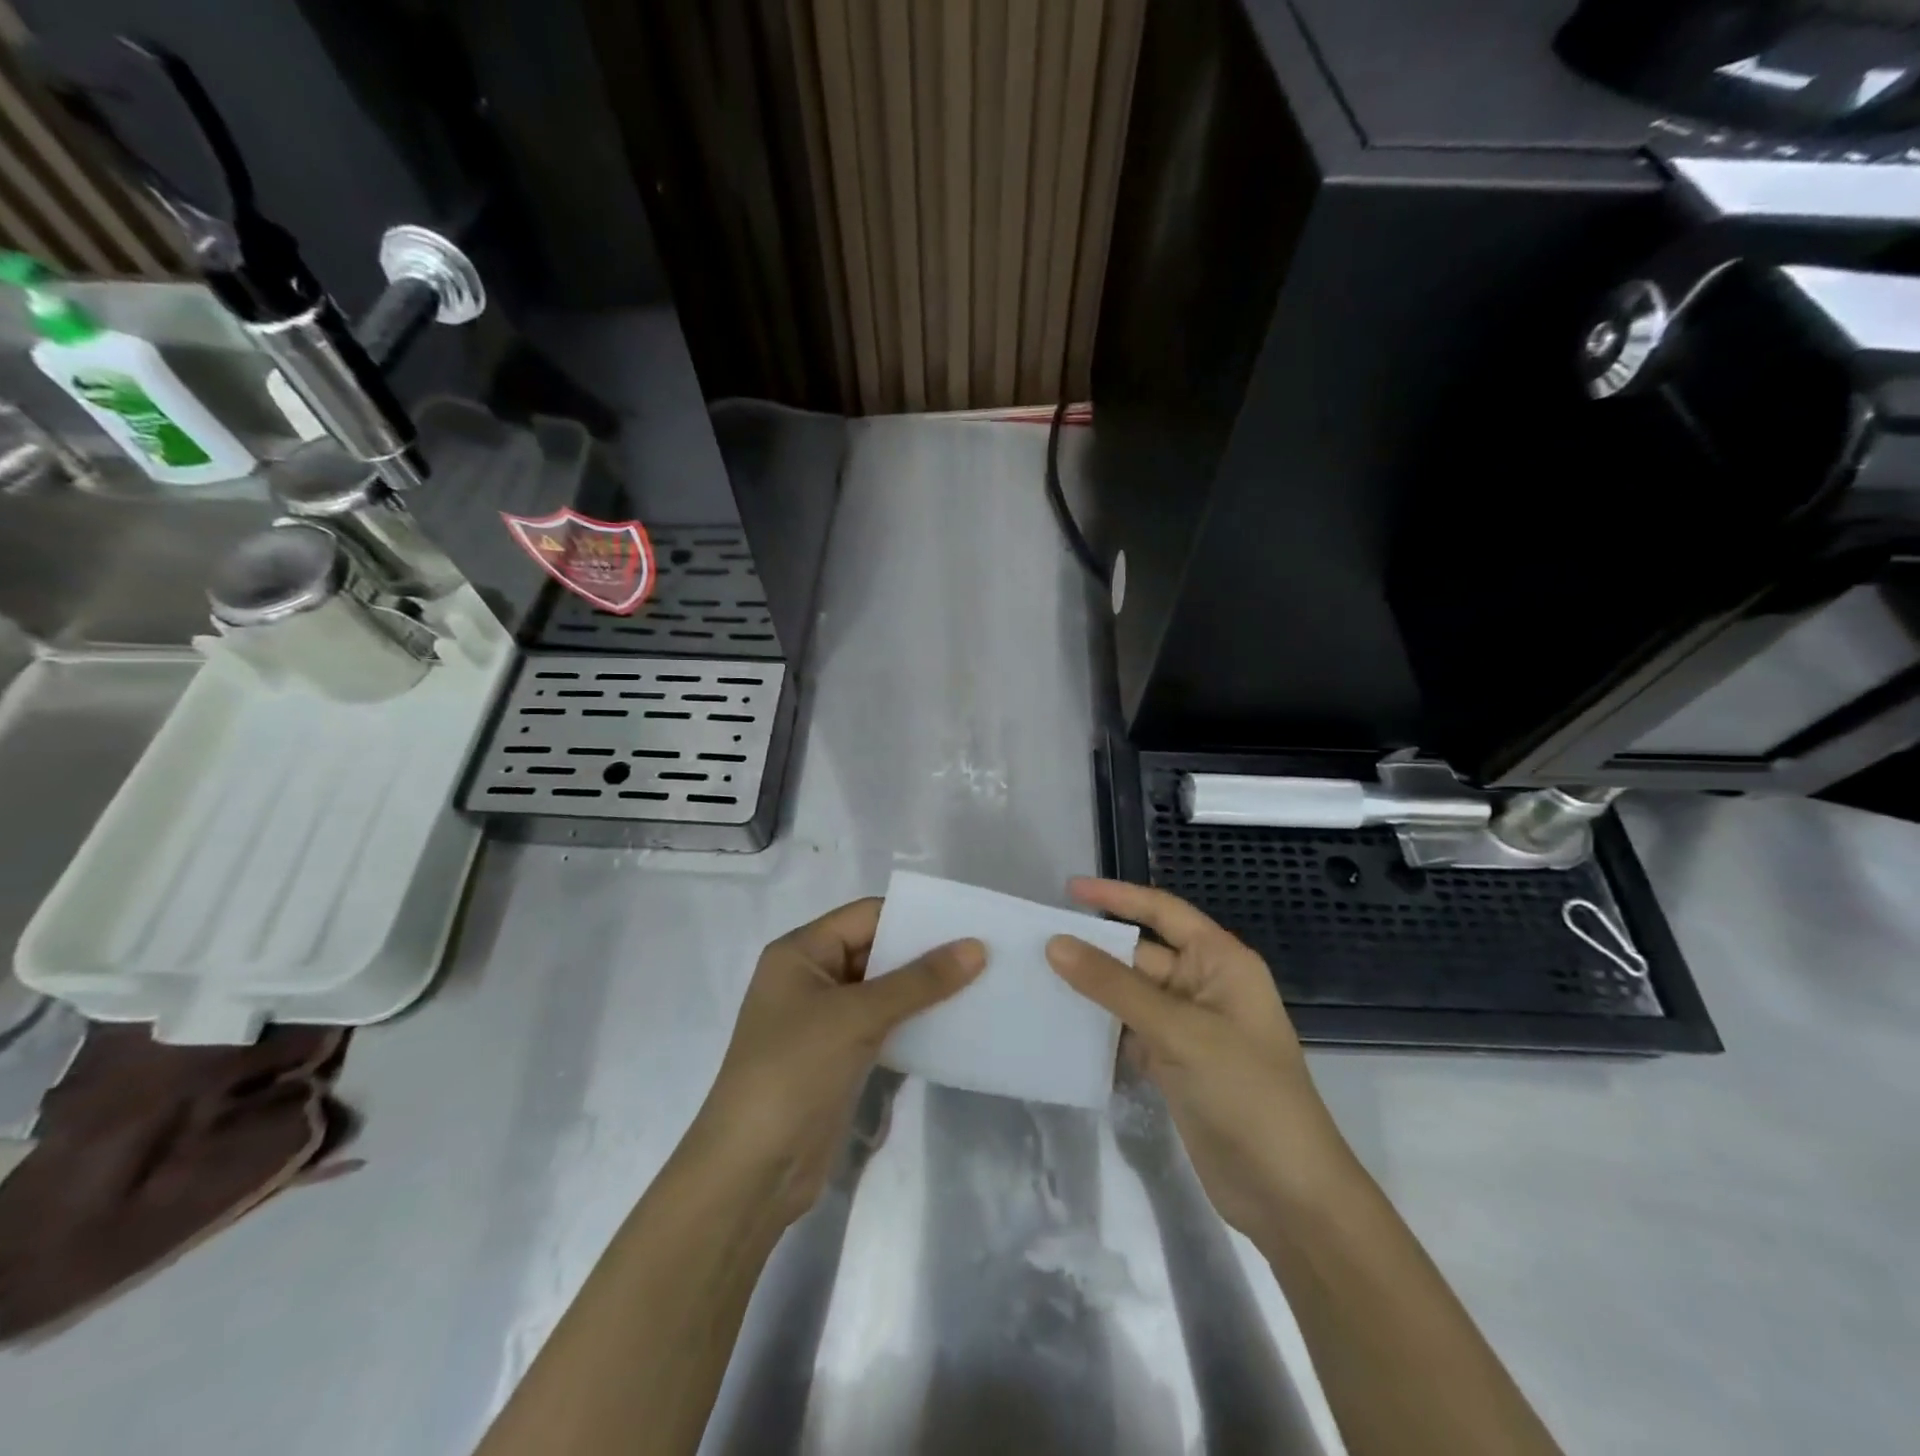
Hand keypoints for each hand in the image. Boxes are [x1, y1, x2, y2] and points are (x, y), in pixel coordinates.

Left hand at [688, 898, 984, 1224]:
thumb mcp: (857, 1016)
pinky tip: (954, 1025)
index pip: (866, 916)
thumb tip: (976, 946)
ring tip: (981, 985)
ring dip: (924, 991)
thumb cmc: (794, 1072)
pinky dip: (914, 1023)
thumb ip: (919, 981)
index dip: (914, 916)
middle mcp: (811, 977)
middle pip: (876, 951)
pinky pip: (883, 1026)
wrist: (752, 1172)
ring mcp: (824, 1020)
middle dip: (925, 954)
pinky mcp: (838, 1057)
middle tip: (984, 954)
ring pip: (883, 991)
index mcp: (801, 952)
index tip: (968, 921)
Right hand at [1045, 878, 1348, 1240]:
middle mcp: (1204, 986)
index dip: (1117, 896)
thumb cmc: (1246, 1093)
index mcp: (1221, 962)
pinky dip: (1100, 1028)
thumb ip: (1114, 986)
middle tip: (1034, 942)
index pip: (1163, 912)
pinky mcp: (1175, 1064)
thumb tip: (1055, 943)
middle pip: (1140, 954)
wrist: (1288, 1195)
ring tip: (1035, 978)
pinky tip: (1061, 1026)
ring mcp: (1188, 1028)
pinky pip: (1129, 1031)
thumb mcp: (1179, 1031)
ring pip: (1130, 994)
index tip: (1068, 889)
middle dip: (1094, 948)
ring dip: (1091, 989)